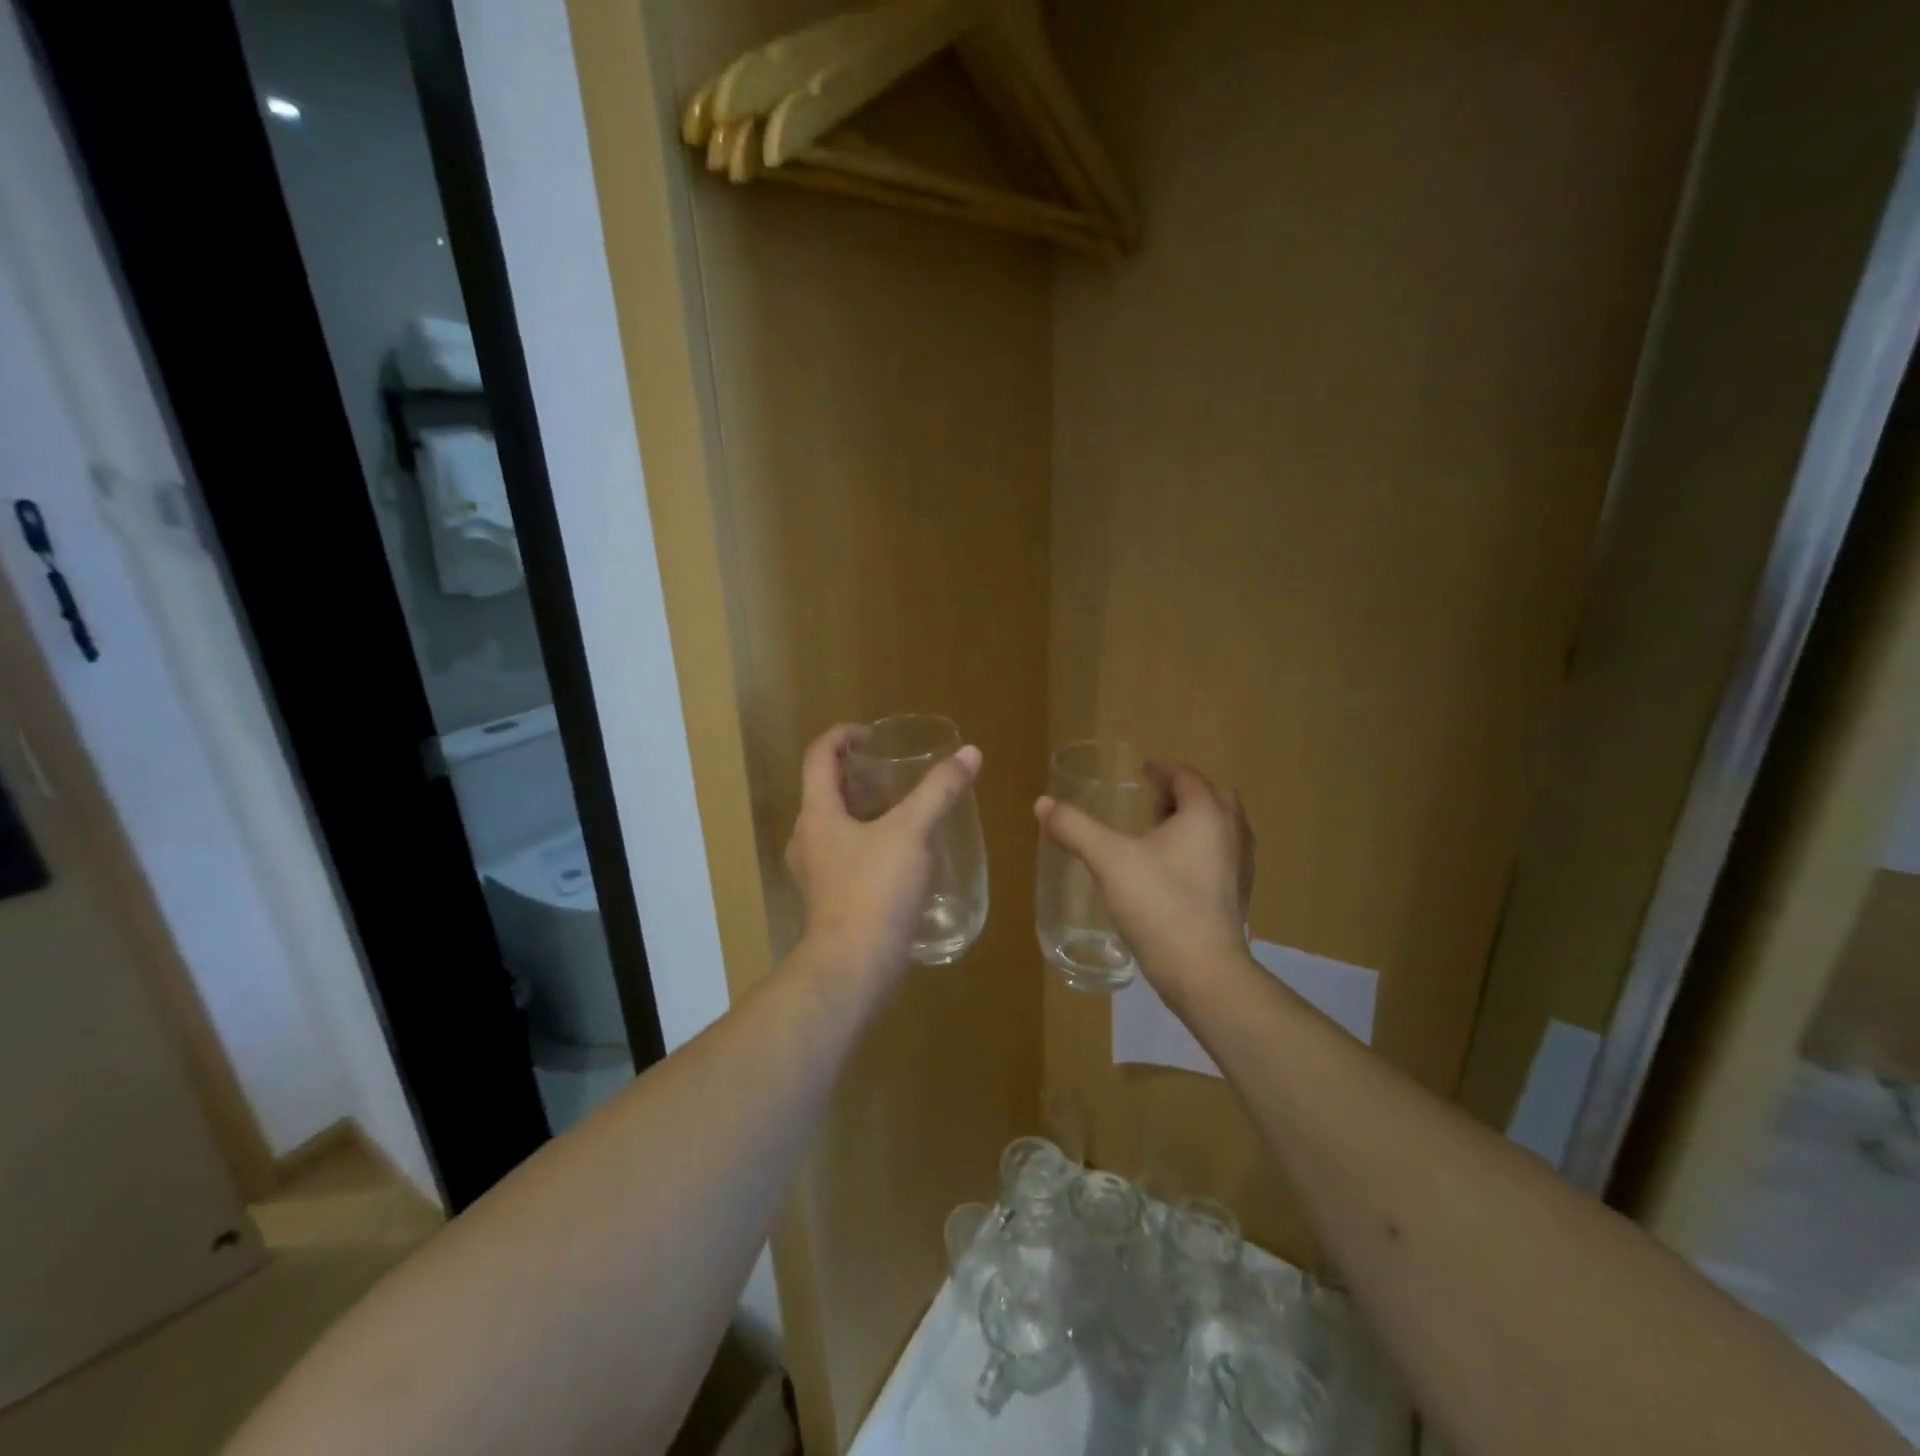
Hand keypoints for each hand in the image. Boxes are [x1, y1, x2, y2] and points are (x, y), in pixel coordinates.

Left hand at [785, 723, 983, 984]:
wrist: (853, 968)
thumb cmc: (875, 891)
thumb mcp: (912, 833)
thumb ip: (939, 791)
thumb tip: (969, 753)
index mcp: (817, 814)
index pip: (818, 757)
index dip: (841, 736)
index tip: (872, 734)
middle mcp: (808, 839)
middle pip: (827, 791)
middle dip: (859, 775)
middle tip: (896, 770)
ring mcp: (816, 873)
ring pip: (838, 825)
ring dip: (866, 809)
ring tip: (906, 808)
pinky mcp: (830, 900)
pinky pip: (847, 855)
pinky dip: (870, 841)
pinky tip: (904, 854)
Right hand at [1035, 759, 1252, 1003]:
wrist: (1204, 972)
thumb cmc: (1159, 904)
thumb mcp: (1108, 859)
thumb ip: (1075, 828)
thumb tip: (1042, 803)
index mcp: (1206, 814)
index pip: (1187, 778)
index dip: (1164, 770)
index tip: (1144, 770)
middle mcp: (1232, 834)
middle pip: (1213, 799)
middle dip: (1183, 795)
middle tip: (1153, 801)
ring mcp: (1240, 868)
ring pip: (1222, 830)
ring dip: (1195, 822)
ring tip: (1161, 834)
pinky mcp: (1238, 898)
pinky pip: (1222, 858)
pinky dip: (1201, 851)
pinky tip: (1172, 872)